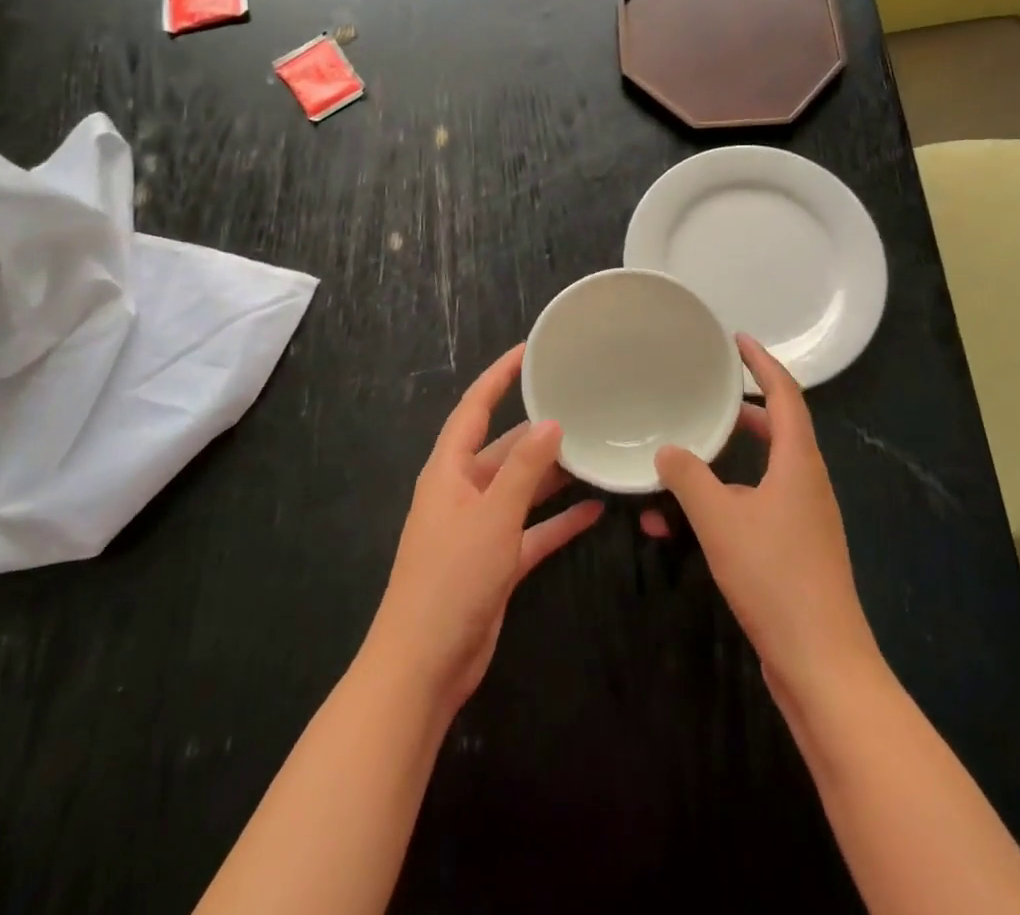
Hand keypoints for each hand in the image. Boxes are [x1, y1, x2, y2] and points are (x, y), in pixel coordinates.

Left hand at [364, 345, 602, 716]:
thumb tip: (551, 422)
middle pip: (504, 448)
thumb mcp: (491, 517)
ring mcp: (479, 529)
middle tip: (582, 407)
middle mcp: (462, 492)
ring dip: (553, 475)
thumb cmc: (451, 579)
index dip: (499, 377)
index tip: (530, 351)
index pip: (474, 408)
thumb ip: (523, 469)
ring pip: (521, 489)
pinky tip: (594, 510)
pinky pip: (532, 530)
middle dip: (539, 430)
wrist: (424, 668)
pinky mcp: (495, 562)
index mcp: (449, 471)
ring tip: (595, 452)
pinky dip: (558, 521)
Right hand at [643, 334, 878, 697]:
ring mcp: (804, 518)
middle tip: (706, 397)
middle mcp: (806, 482)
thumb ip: (688, 478)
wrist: (822, 665)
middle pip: (778, 429)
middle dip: (742, 410)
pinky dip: (724, 502)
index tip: (738, 339)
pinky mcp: (795, 550)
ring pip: (762, 471)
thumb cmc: (775, 578)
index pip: (785, 394)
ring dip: (725, 462)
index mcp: (799, 462)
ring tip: (683, 459)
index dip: (763, 362)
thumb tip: (667, 450)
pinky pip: (756, 506)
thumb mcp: (720, 521)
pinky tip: (683, 524)